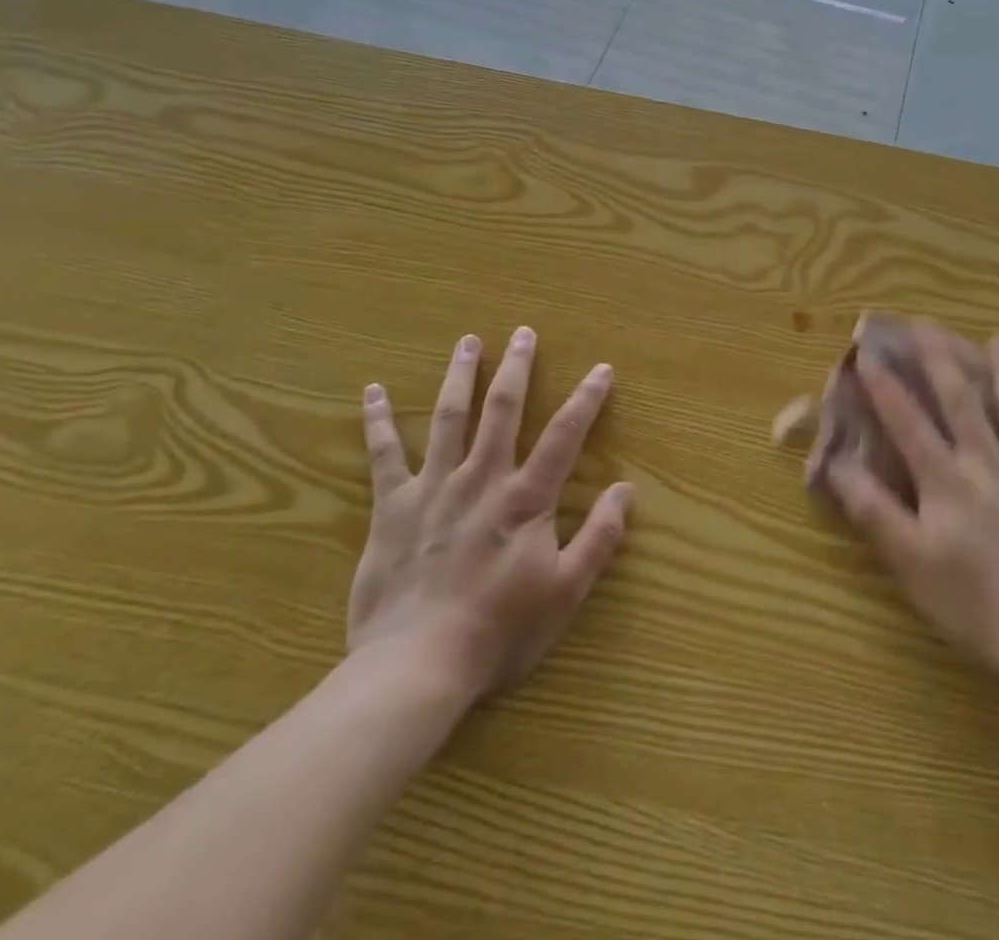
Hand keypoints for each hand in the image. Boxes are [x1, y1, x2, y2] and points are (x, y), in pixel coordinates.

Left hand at [348, 327, 632, 702]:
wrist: (416, 666)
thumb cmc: (498, 631)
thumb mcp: (565, 592)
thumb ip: (599, 538)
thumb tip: (625, 490)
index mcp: (525, 499)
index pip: (564, 436)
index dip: (586, 399)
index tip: (601, 369)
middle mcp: (481, 479)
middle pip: (503, 410)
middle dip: (517, 368)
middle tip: (524, 332)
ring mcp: (433, 487)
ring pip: (449, 417)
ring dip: (460, 375)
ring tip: (467, 341)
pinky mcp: (392, 506)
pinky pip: (384, 455)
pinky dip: (378, 421)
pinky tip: (373, 391)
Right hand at [823, 331, 998, 681]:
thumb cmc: (974, 602)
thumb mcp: (910, 562)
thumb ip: (873, 510)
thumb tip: (837, 466)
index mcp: (946, 479)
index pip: (908, 421)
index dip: (885, 386)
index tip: (868, 352)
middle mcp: (988, 462)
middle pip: (962, 399)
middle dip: (941, 358)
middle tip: (928, 323)